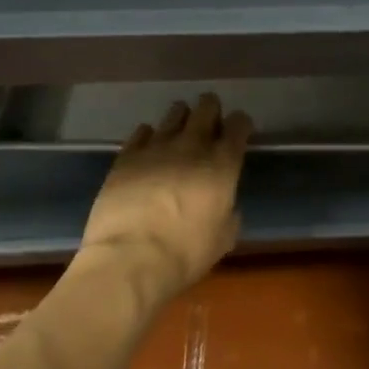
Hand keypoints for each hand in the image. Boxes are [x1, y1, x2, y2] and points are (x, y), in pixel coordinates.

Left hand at [78, 93, 250, 297]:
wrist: (129, 261)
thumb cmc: (184, 254)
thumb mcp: (223, 238)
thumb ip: (229, 211)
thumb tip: (224, 203)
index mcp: (222, 163)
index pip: (239, 123)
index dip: (240, 125)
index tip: (238, 134)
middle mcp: (193, 145)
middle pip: (207, 106)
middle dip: (211, 110)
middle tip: (209, 124)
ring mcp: (157, 146)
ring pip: (175, 112)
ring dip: (181, 118)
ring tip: (178, 133)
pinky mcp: (127, 156)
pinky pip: (142, 131)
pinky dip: (149, 136)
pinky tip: (149, 149)